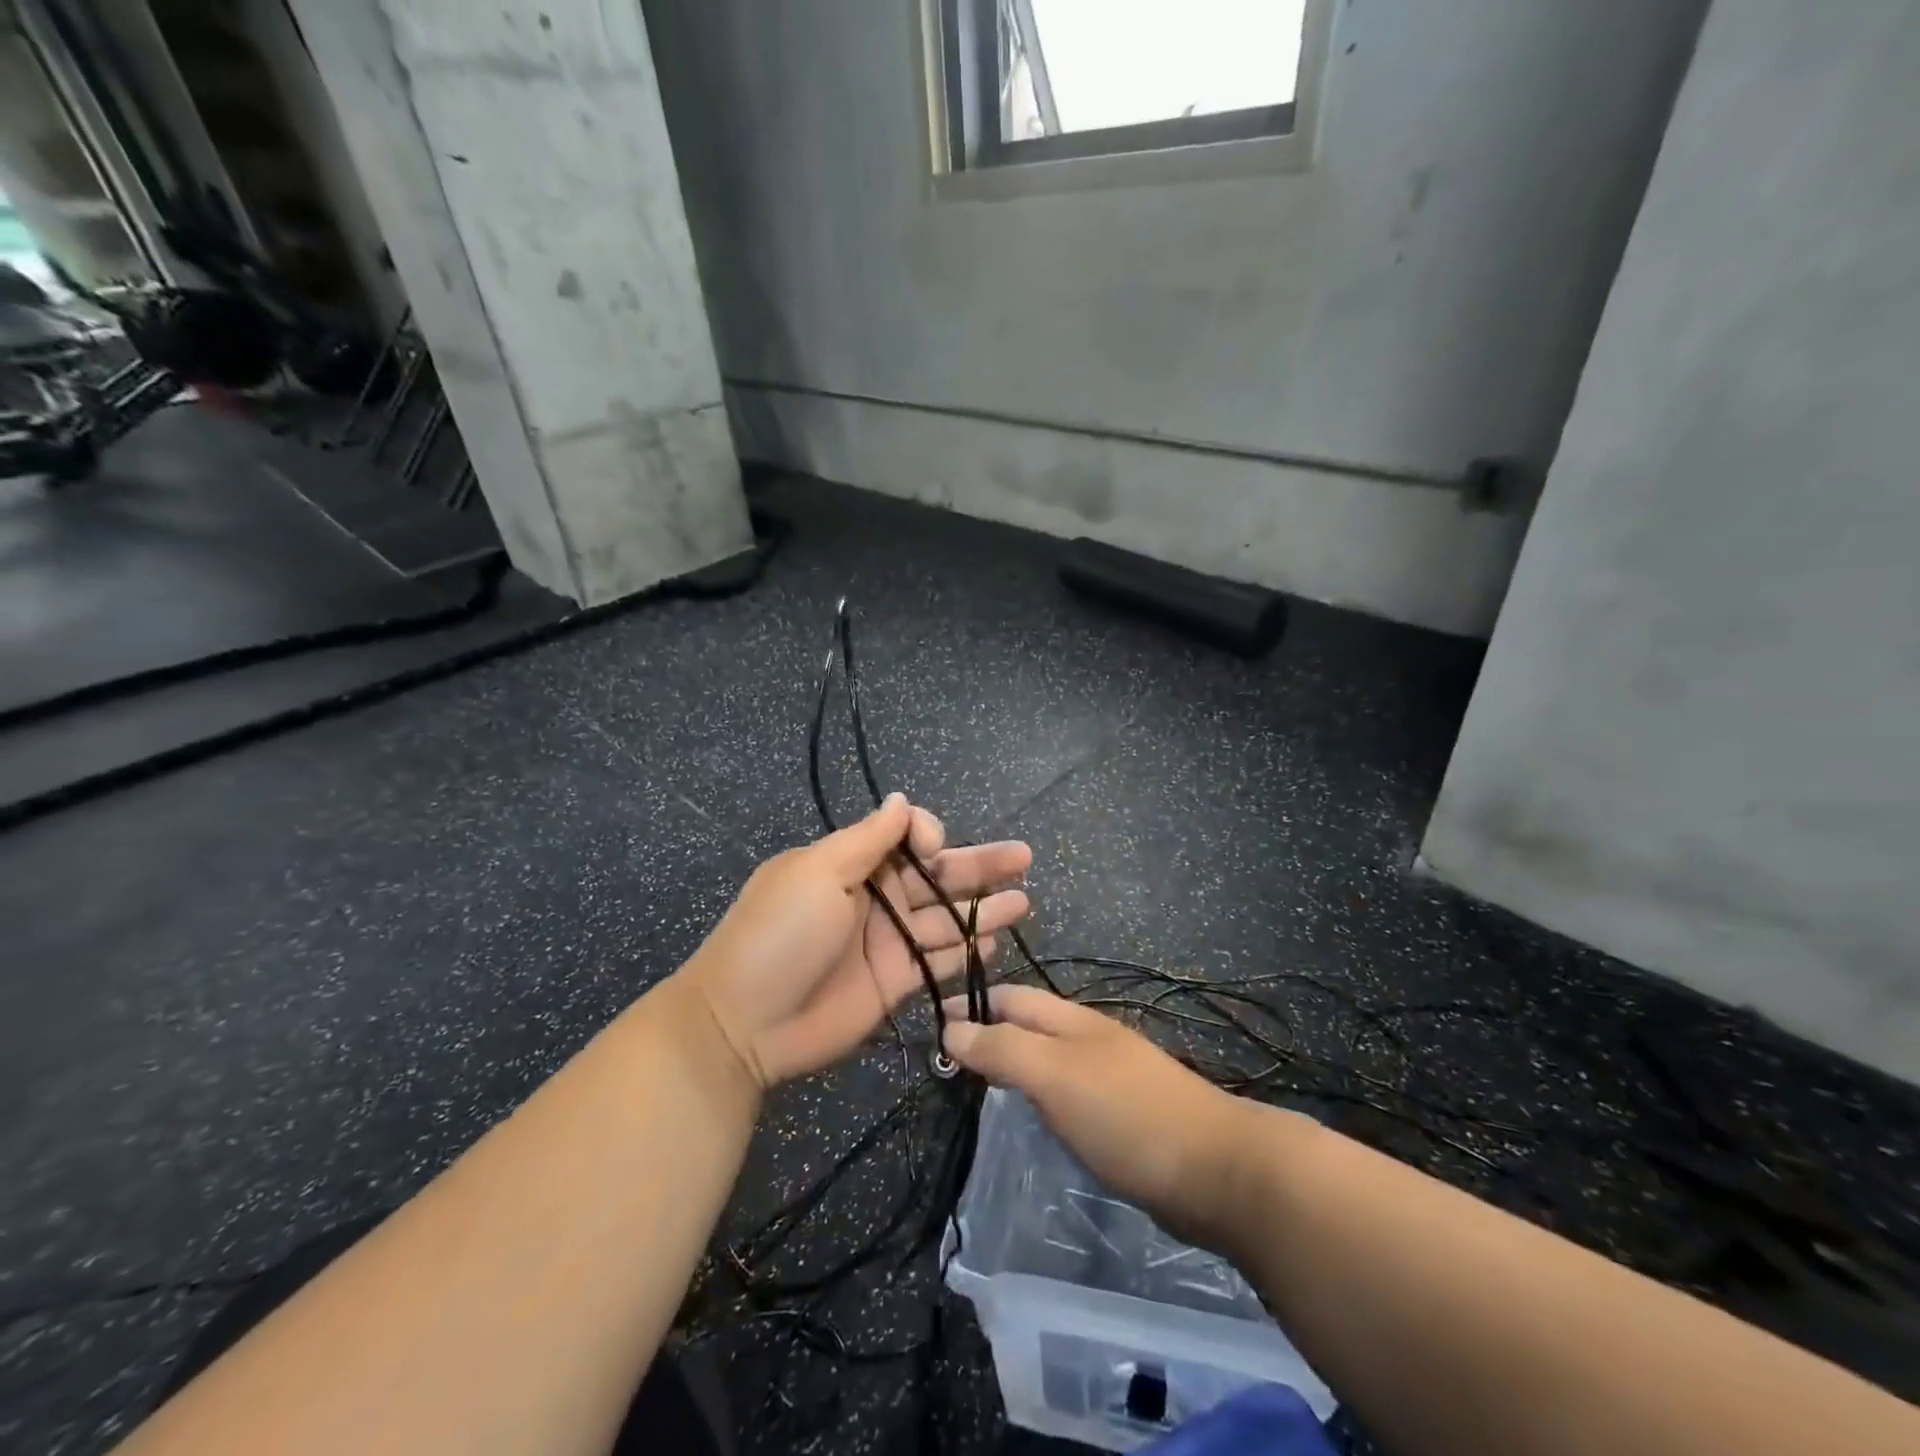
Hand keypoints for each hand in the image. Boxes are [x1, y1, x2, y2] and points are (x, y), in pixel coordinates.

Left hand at [681, 794, 1031, 1089]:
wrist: (745, 1023)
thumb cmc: (780, 935)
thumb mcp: (817, 873)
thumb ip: (867, 839)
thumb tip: (902, 799)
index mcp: (851, 864)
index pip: (904, 837)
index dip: (928, 836)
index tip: (933, 848)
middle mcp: (875, 897)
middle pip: (937, 875)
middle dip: (979, 864)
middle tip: (1024, 857)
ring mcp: (887, 941)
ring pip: (946, 917)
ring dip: (984, 907)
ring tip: (1024, 898)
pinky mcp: (896, 982)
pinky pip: (939, 959)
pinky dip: (968, 950)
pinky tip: (998, 940)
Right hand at [943, 986, 1274, 1251]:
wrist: (1218, 1171)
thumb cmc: (1126, 1113)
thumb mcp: (1055, 1075)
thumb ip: (1002, 1050)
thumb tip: (949, 1028)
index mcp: (1071, 1021)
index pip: (1010, 997)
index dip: (971, 1005)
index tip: (930, 1023)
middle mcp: (1089, 1039)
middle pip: (1029, 1024)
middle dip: (989, 1031)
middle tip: (945, 1060)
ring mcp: (1110, 1076)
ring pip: (1048, 1058)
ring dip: (1013, 1063)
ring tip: (977, 1086)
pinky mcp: (1123, 1115)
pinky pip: (1067, 1093)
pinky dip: (1040, 1095)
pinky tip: (1033, 1117)